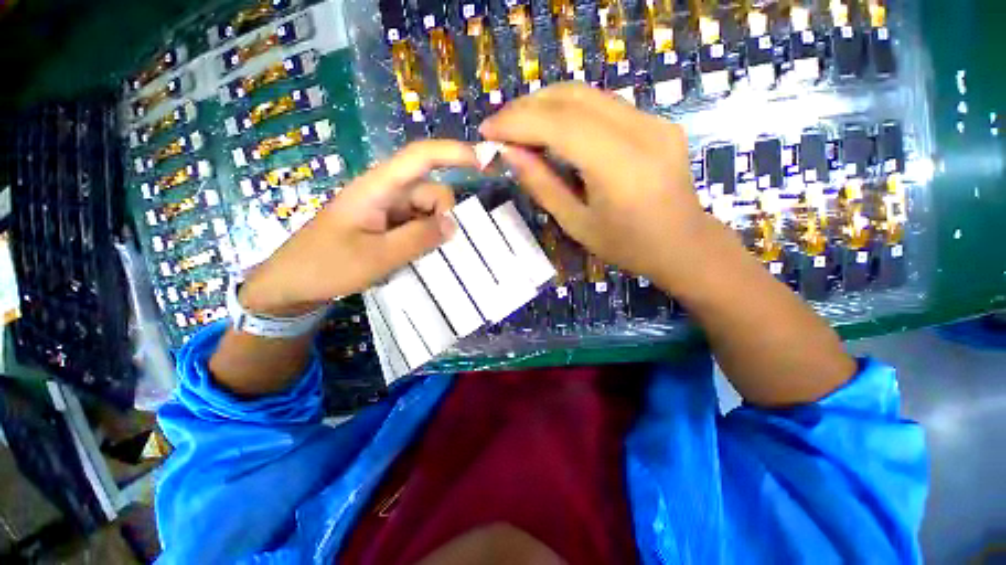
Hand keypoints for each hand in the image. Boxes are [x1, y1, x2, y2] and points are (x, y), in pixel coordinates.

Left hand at [239, 140, 477, 315]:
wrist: (293, 283)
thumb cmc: (327, 266)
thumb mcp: (378, 256)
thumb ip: (419, 238)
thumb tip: (453, 225)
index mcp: (378, 188)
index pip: (420, 157)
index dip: (454, 153)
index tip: (485, 160)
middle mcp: (386, 192)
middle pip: (431, 191)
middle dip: (443, 216)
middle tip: (436, 248)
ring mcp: (387, 209)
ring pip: (427, 211)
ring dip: (435, 231)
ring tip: (422, 257)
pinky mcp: (387, 225)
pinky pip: (418, 225)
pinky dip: (427, 238)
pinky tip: (420, 257)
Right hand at [479, 83, 716, 290]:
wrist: (683, 245)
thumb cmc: (627, 246)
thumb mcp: (577, 224)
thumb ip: (542, 185)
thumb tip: (509, 154)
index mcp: (620, 167)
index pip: (560, 125)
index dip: (518, 122)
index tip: (487, 130)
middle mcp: (641, 131)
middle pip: (573, 97)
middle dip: (527, 107)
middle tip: (500, 127)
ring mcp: (654, 121)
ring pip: (588, 94)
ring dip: (546, 105)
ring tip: (520, 127)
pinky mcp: (656, 121)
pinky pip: (603, 104)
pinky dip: (570, 111)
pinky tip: (553, 129)